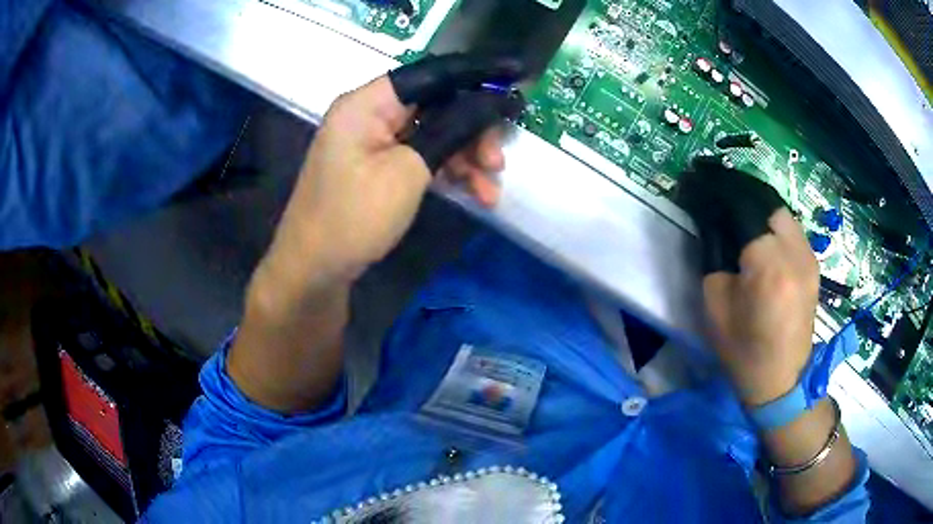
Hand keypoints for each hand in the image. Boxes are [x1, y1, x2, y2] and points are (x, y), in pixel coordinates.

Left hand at [258, 55, 524, 301]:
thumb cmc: (354, 217)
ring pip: (434, 133)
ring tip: (489, 191)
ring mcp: (374, 140)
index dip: (475, 75)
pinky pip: (421, 154)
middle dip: (473, 132)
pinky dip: (447, 170)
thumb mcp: (408, 172)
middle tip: (497, 163)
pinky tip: (473, 193)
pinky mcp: (379, 164)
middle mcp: (370, 113)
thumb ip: (452, 130)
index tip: (514, 82)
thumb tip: (492, 101)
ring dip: (466, 157)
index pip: (431, 74)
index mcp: (368, 103)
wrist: (315, 270)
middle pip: (436, 105)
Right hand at [703, 208, 819, 405]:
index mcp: (768, 265)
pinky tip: (767, 246)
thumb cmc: (742, 350)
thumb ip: (714, 257)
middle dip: (747, 206)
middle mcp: (795, 254)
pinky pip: (795, 233)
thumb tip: (714, 225)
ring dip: (764, 217)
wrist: (779, 381)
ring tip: (748, 230)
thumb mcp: (715, 304)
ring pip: (785, 216)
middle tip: (729, 216)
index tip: (706, 196)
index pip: (743, 210)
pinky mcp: (814, 267)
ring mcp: (809, 259)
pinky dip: (778, 231)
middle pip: (768, 206)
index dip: (722, 200)